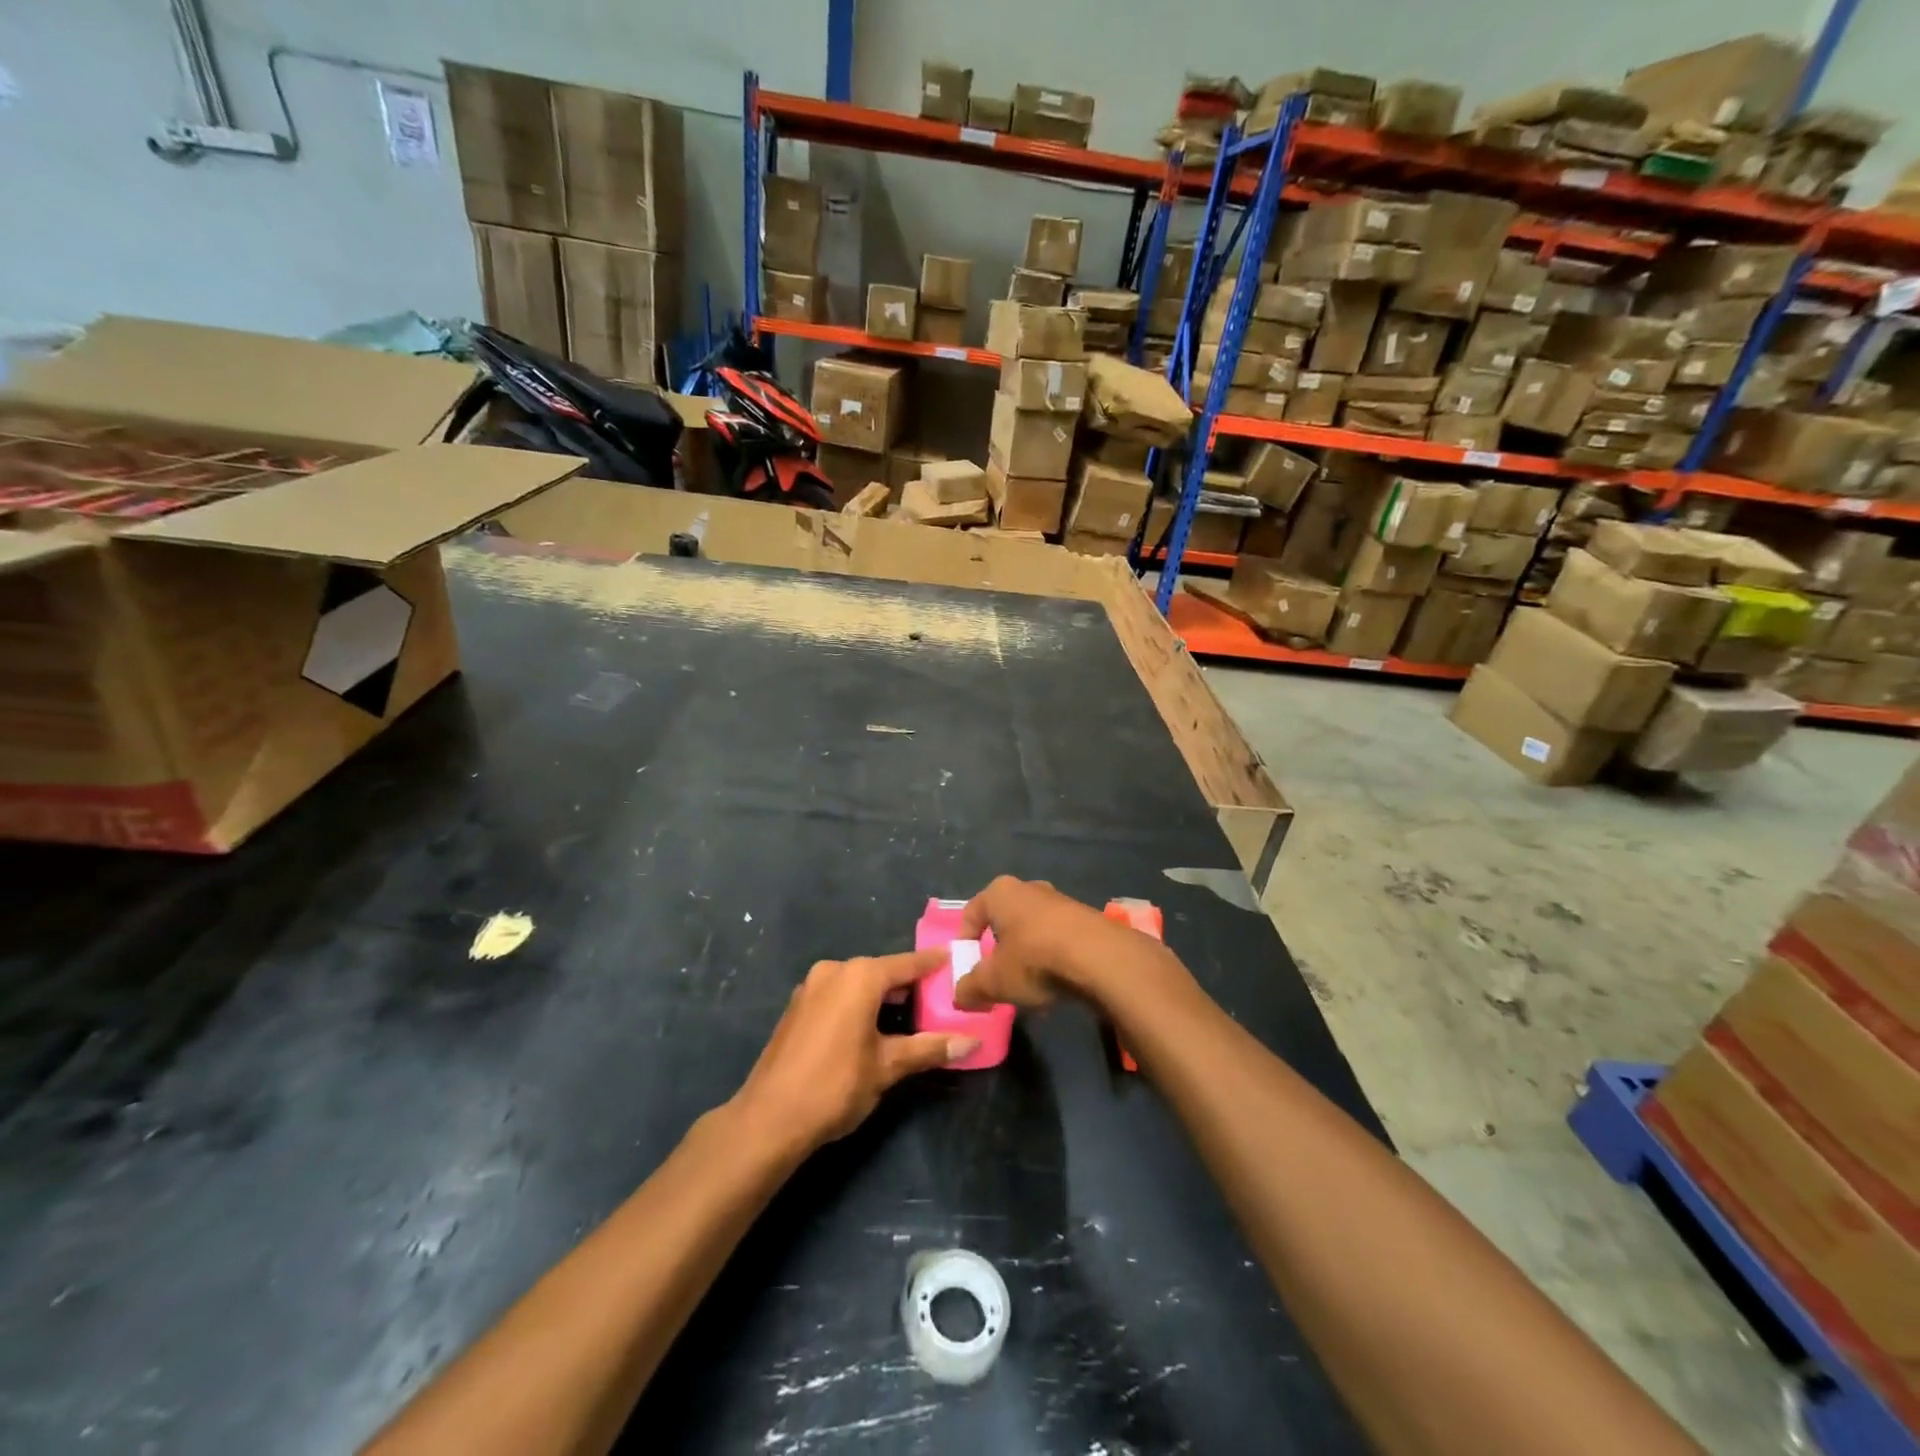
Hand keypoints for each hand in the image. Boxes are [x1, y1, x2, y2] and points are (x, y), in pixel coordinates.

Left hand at [733, 951, 977, 1155]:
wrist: (768, 1119)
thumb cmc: (835, 1085)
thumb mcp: (887, 1067)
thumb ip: (929, 1048)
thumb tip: (972, 1042)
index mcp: (859, 977)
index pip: (907, 964)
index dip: (932, 963)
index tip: (954, 957)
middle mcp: (834, 971)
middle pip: (881, 972)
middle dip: (909, 984)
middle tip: (939, 996)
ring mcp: (811, 987)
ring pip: (858, 984)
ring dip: (882, 996)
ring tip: (912, 1013)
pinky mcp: (797, 1008)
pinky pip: (838, 995)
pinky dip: (859, 1004)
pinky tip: (873, 1026)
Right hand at [954, 876, 1139, 1011]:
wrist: (1101, 958)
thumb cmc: (1035, 960)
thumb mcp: (994, 981)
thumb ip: (970, 988)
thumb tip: (960, 995)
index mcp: (1000, 892)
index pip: (971, 913)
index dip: (965, 942)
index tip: (968, 969)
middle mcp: (1029, 888)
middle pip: (1004, 921)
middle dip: (998, 950)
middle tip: (997, 978)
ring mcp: (1061, 901)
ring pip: (1032, 930)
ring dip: (1027, 957)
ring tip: (1029, 988)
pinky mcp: (1086, 918)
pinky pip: (1058, 939)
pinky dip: (1052, 959)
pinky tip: (1057, 985)